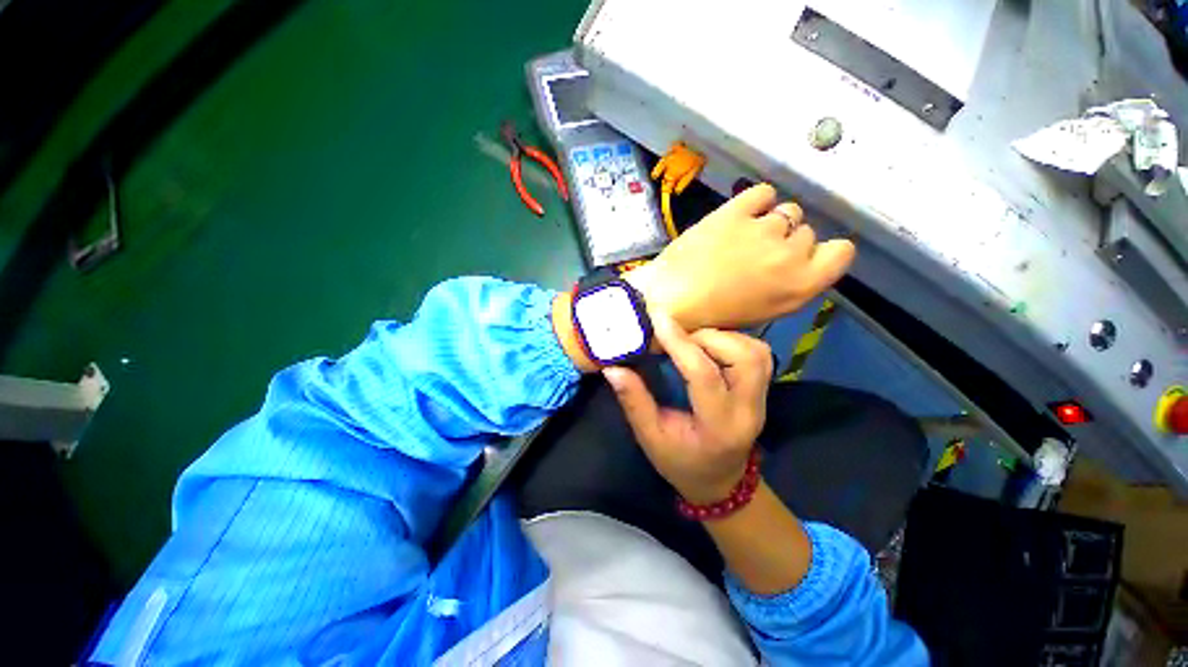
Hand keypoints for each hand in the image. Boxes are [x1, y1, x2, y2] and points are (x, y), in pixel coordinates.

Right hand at [602, 312, 772, 503]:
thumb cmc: (681, 462)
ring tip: (692, 343)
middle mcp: (749, 410)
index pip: (703, 376)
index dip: (680, 343)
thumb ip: (634, 401)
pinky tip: (709, 348)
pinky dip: (732, 341)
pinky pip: (758, 352)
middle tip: (677, 338)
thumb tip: (613, 368)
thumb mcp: (650, 437)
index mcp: (718, 426)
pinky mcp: (763, 390)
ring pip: (756, 351)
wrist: (721, 481)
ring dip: (721, 337)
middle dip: (706, 337)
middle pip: (744, 357)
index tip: (658, 320)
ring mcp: (762, 399)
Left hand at [624, 183, 854, 331]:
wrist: (666, 300)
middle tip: (755, 255)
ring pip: (786, 211)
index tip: (800, 258)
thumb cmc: (710, 317)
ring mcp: (762, 229)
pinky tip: (738, 217)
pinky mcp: (735, 211)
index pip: (841, 252)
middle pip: (806, 232)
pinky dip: (755, 202)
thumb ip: (789, 285)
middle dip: (786, 242)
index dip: (822, 253)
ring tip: (740, 238)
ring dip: (769, 222)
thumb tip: (795, 262)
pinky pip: (762, 192)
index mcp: (800, 286)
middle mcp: (790, 254)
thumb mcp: (762, 311)